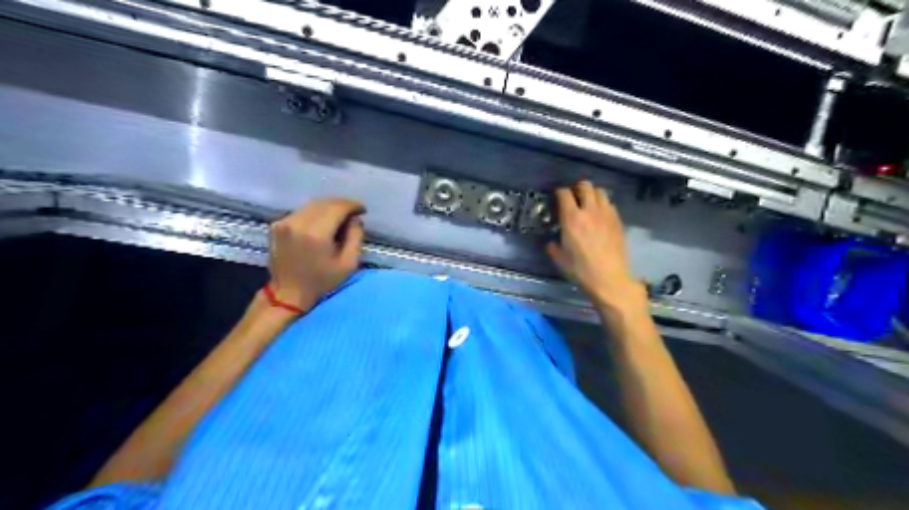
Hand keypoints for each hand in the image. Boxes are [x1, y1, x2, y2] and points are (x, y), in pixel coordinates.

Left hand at [268, 198, 365, 309]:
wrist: (288, 293)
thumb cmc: (321, 281)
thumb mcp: (348, 264)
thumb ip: (355, 237)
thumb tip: (355, 219)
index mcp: (316, 233)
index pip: (337, 207)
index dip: (353, 205)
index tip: (362, 210)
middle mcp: (298, 223)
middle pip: (324, 203)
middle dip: (341, 205)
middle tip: (353, 213)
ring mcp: (284, 222)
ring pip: (312, 205)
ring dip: (328, 208)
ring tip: (339, 217)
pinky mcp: (277, 225)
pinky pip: (301, 212)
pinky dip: (315, 213)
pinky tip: (322, 223)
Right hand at [543, 181, 642, 312]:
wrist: (609, 279)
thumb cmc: (580, 270)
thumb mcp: (559, 259)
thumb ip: (553, 246)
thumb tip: (552, 242)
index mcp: (571, 218)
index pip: (564, 194)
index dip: (559, 193)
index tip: (557, 198)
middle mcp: (589, 211)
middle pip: (585, 186)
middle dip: (577, 188)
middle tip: (574, 197)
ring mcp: (606, 215)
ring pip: (600, 192)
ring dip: (592, 194)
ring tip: (588, 203)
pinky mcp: (618, 221)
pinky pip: (610, 204)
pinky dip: (603, 205)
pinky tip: (600, 215)